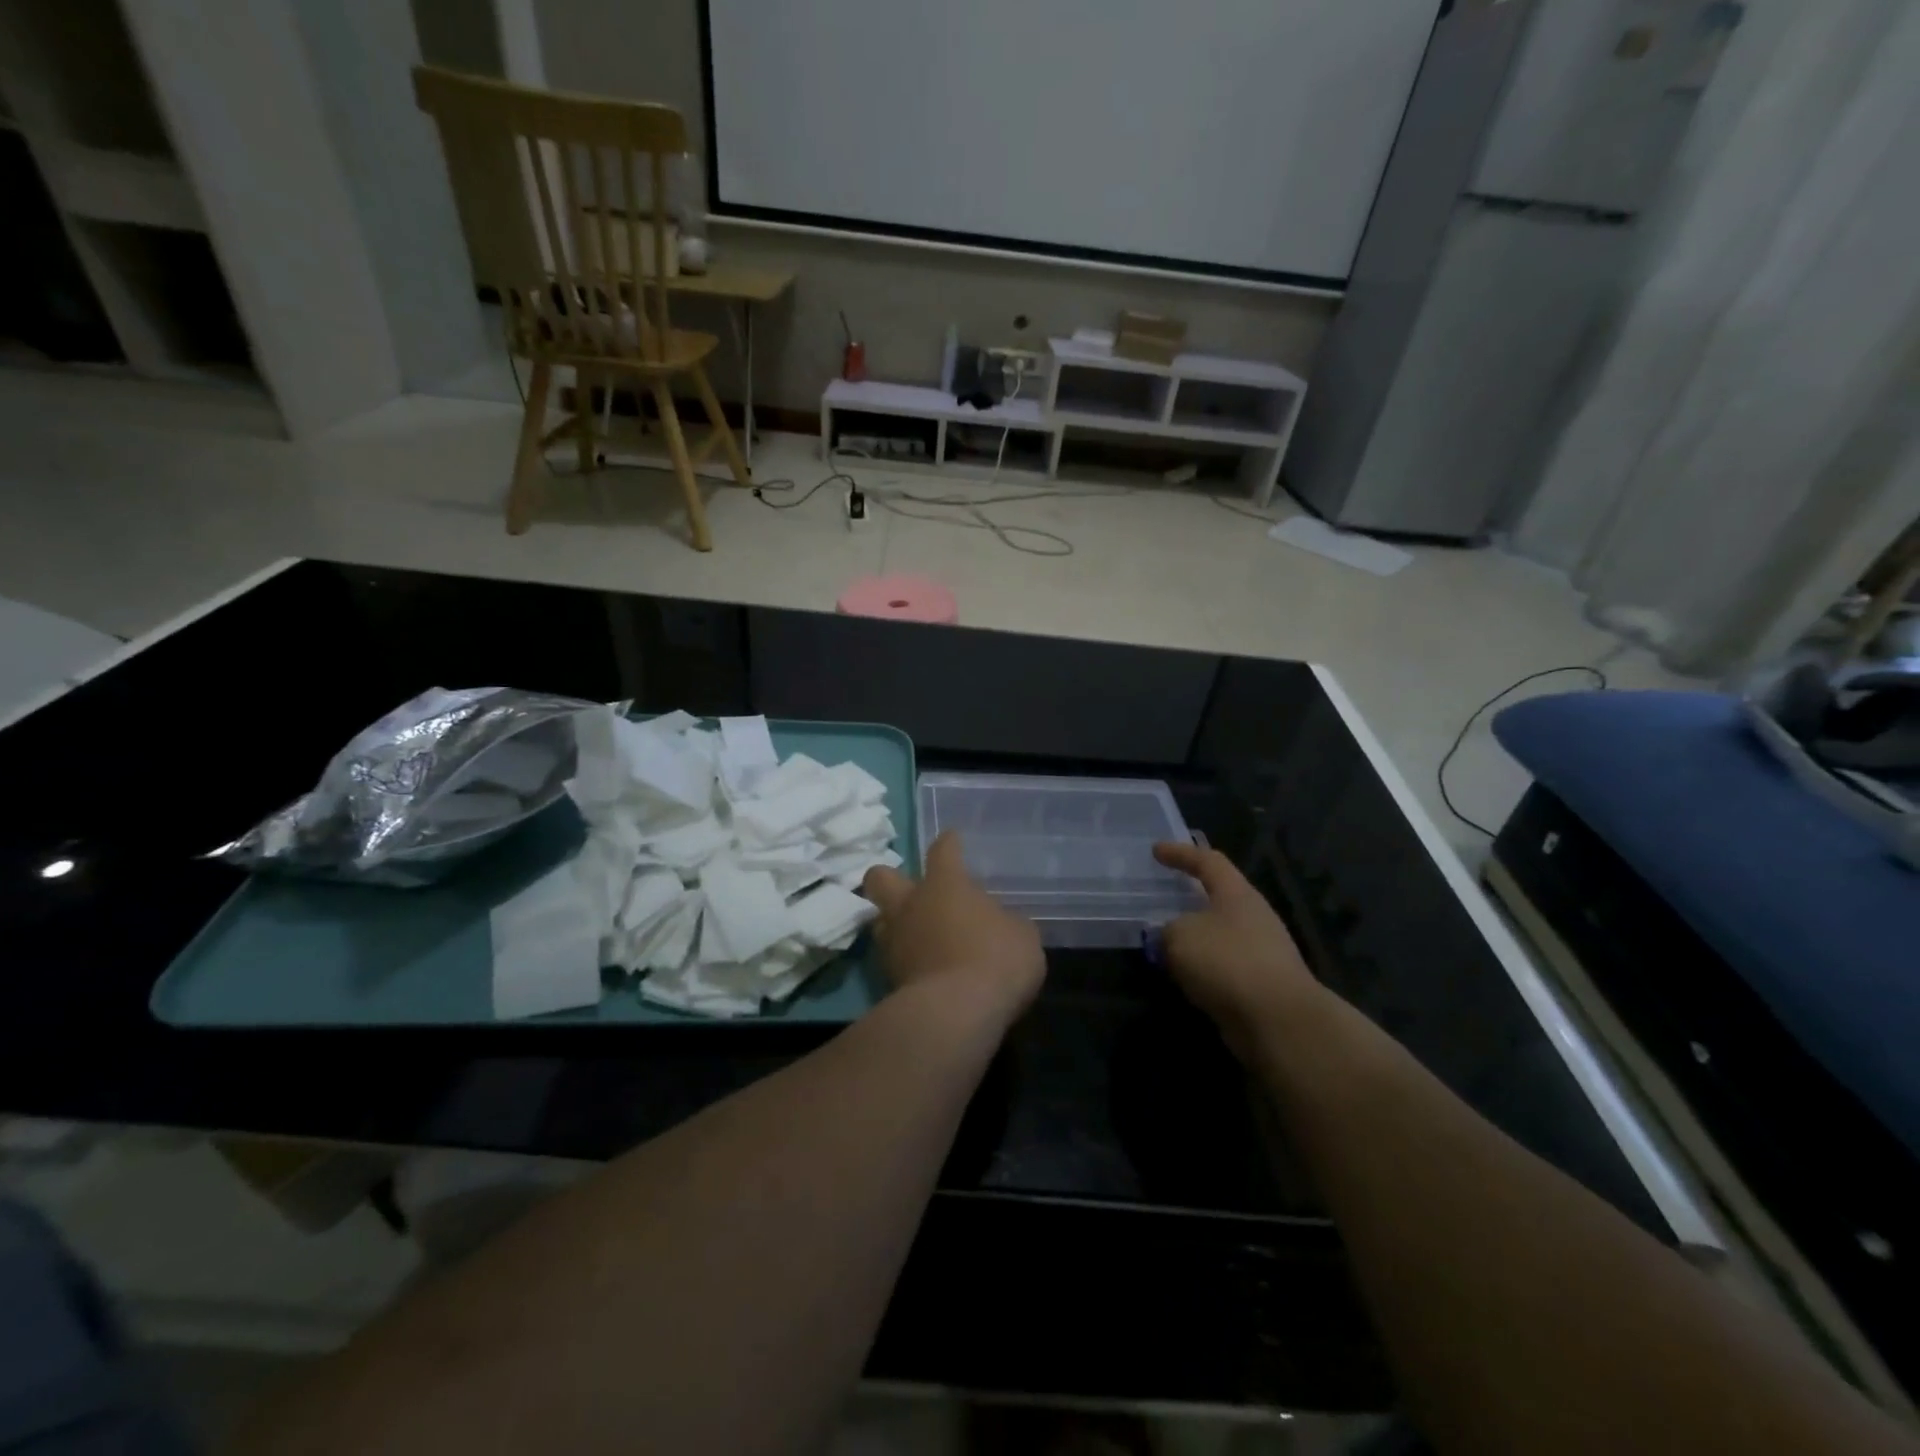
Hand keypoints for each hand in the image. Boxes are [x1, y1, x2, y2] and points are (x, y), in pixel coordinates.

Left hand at [863, 832, 1045, 1022]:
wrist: (956, 1013)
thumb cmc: (995, 959)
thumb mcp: (1021, 935)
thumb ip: (1004, 922)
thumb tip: (997, 925)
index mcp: (945, 884)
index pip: (943, 850)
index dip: (949, 843)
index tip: (952, 839)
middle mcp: (911, 904)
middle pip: (881, 877)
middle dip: (891, 879)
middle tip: (912, 891)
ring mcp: (894, 942)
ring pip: (879, 920)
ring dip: (894, 924)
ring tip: (916, 934)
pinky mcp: (887, 978)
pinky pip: (891, 959)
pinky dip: (905, 961)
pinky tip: (923, 969)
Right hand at [1153, 842, 1319, 1058]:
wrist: (1279, 1021)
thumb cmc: (1227, 962)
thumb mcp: (1180, 937)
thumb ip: (1167, 930)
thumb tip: (1168, 935)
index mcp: (1237, 894)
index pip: (1207, 861)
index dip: (1180, 853)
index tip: (1156, 850)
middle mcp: (1253, 916)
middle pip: (1219, 896)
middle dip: (1190, 896)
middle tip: (1164, 897)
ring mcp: (1262, 951)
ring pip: (1220, 933)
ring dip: (1195, 936)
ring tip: (1165, 943)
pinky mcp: (1263, 984)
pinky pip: (1224, 965)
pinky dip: (1203, 966)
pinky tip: (1184, 977)